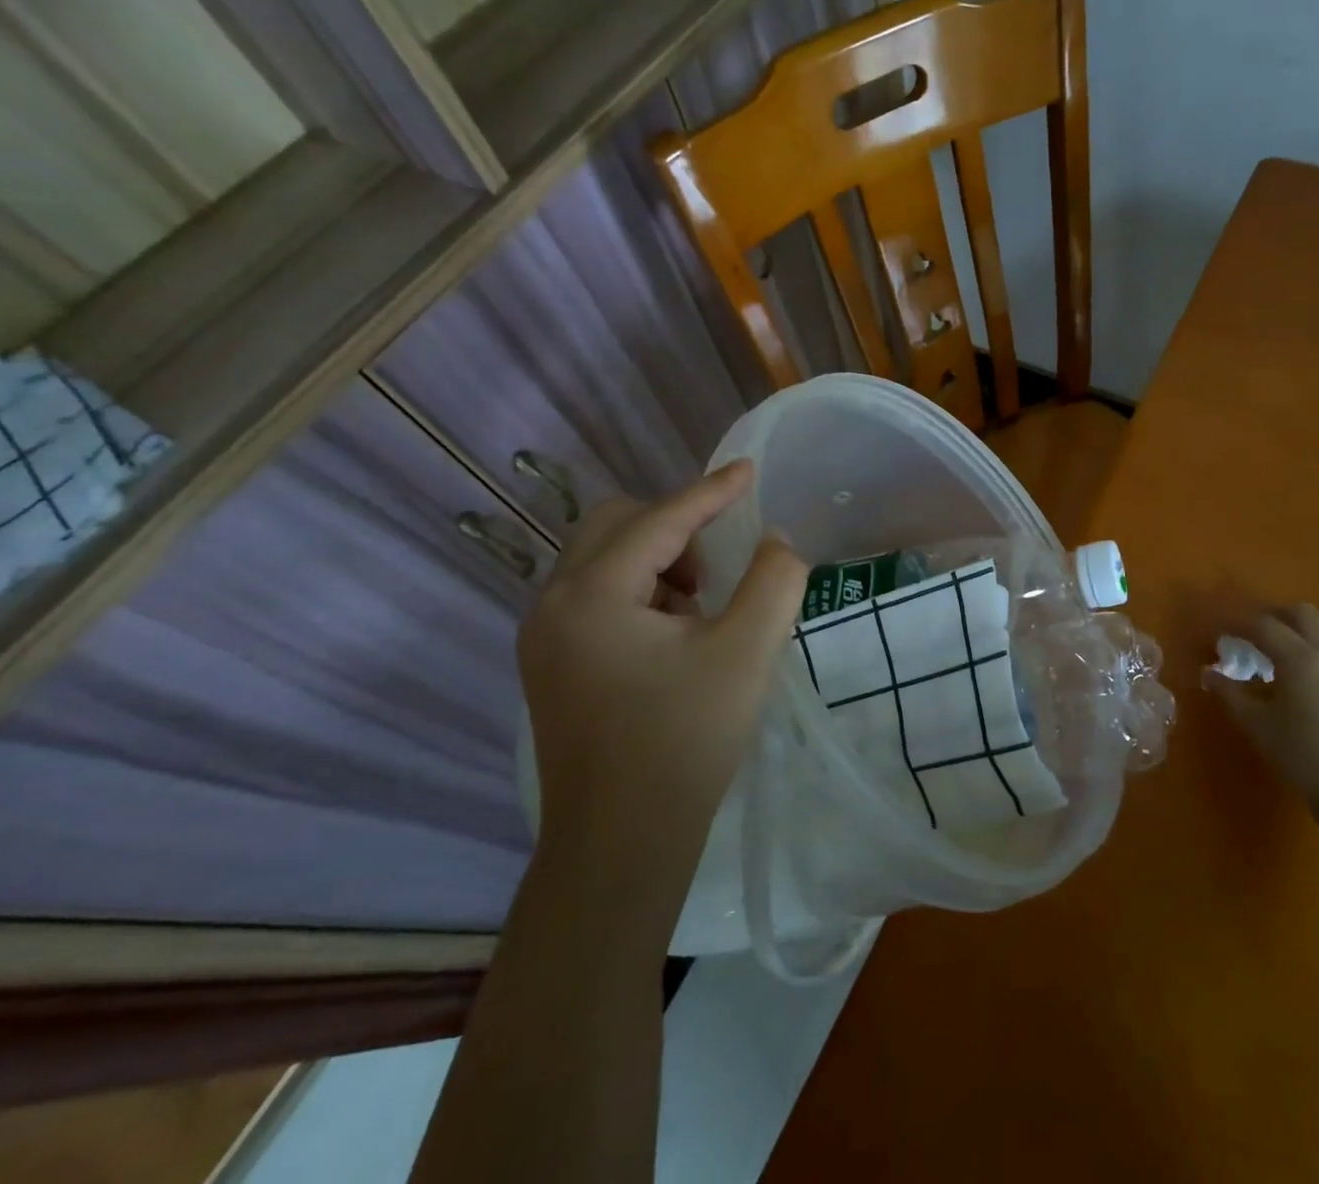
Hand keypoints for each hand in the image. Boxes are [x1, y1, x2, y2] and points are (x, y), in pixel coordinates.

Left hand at [516, 462, 805, 910]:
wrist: (620, 847)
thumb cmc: (685, 742)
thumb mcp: (747, 652)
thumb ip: (774, 580)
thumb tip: (775, 541)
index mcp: (592, 594)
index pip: (660, 519)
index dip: (712, 491)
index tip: (750, 471)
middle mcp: (552, 605)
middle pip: (614, 525)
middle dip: (674, 526)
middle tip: (720, 560)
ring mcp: (543, 638)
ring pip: (601, 560)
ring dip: (656, 560)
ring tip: (702, 603)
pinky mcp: (550, 667)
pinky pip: (595, 597)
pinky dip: (638, 592)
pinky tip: (674, 635)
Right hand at [1203, 603, 1318, 830]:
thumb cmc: (1305, 756)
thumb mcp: (1258, 726)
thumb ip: (1231, 695)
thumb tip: (1209, 674)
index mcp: (1300, 658)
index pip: (1264, 625)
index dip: (1237, 623)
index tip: (1218, 630)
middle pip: (1303, 614)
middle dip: (1275, 615)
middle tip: (1251, 632)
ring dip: (1304, 630)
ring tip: (1284, 650)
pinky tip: (1309, 679)